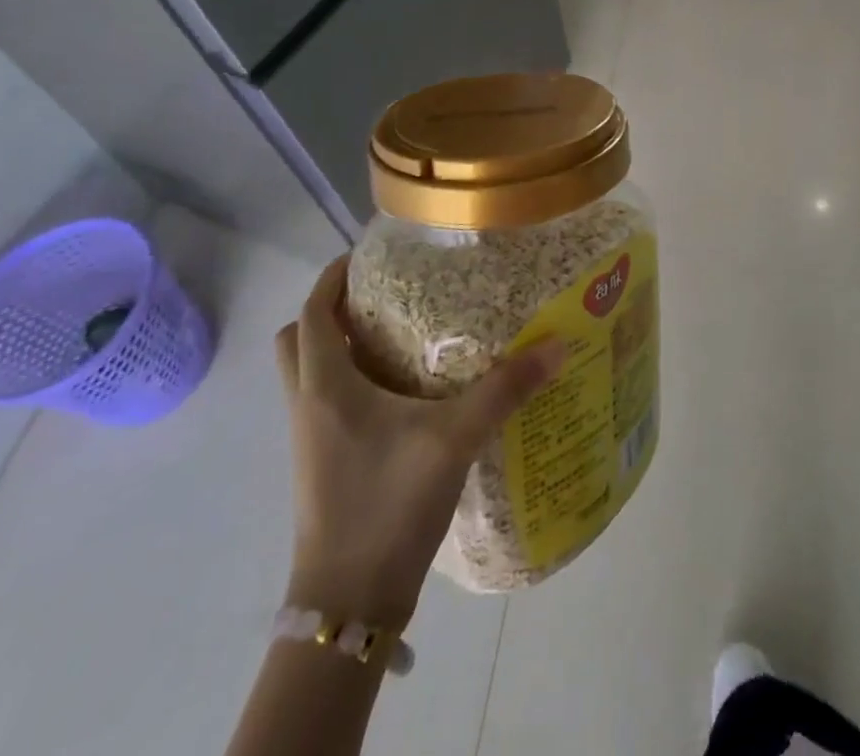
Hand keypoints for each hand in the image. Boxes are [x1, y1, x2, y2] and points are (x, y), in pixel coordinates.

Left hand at [274, 254, 562, 634]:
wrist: (349, 604)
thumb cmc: (388, 504)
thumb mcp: (454, 438)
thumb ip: (506, 388)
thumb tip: (557, 345)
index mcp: (326, 387)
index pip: (313, 313)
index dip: (333, 278)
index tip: (370, 256)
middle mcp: (309, 406)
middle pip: (302, 340)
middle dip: (335, 310)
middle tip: (387, 296)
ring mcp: (313, 439)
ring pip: (313, 373)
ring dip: (344, 346)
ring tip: (404, 332)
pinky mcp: (326, 464)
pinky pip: (329, 402)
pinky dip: (355, 381)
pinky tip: (407, 391)